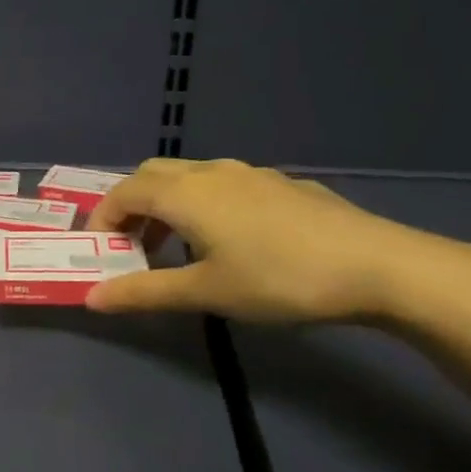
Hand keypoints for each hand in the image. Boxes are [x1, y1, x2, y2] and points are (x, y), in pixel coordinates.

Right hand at [83, 158, 444, 322]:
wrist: (379, 266)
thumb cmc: (278, 279)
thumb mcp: (205, 292)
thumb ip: (144, 292)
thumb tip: (91, 298)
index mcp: (185, 194)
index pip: (123, 193)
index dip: (103, 219)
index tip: (100, 251)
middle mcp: (211, 172)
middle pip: (152, 175)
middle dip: (132, 206)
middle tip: (134, 246)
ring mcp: (251, 174)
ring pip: (190, 176)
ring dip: (168, 204)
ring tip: (177, 246)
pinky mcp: (282, 184)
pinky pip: (224, 184)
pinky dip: (203, 203)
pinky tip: (230, 240)